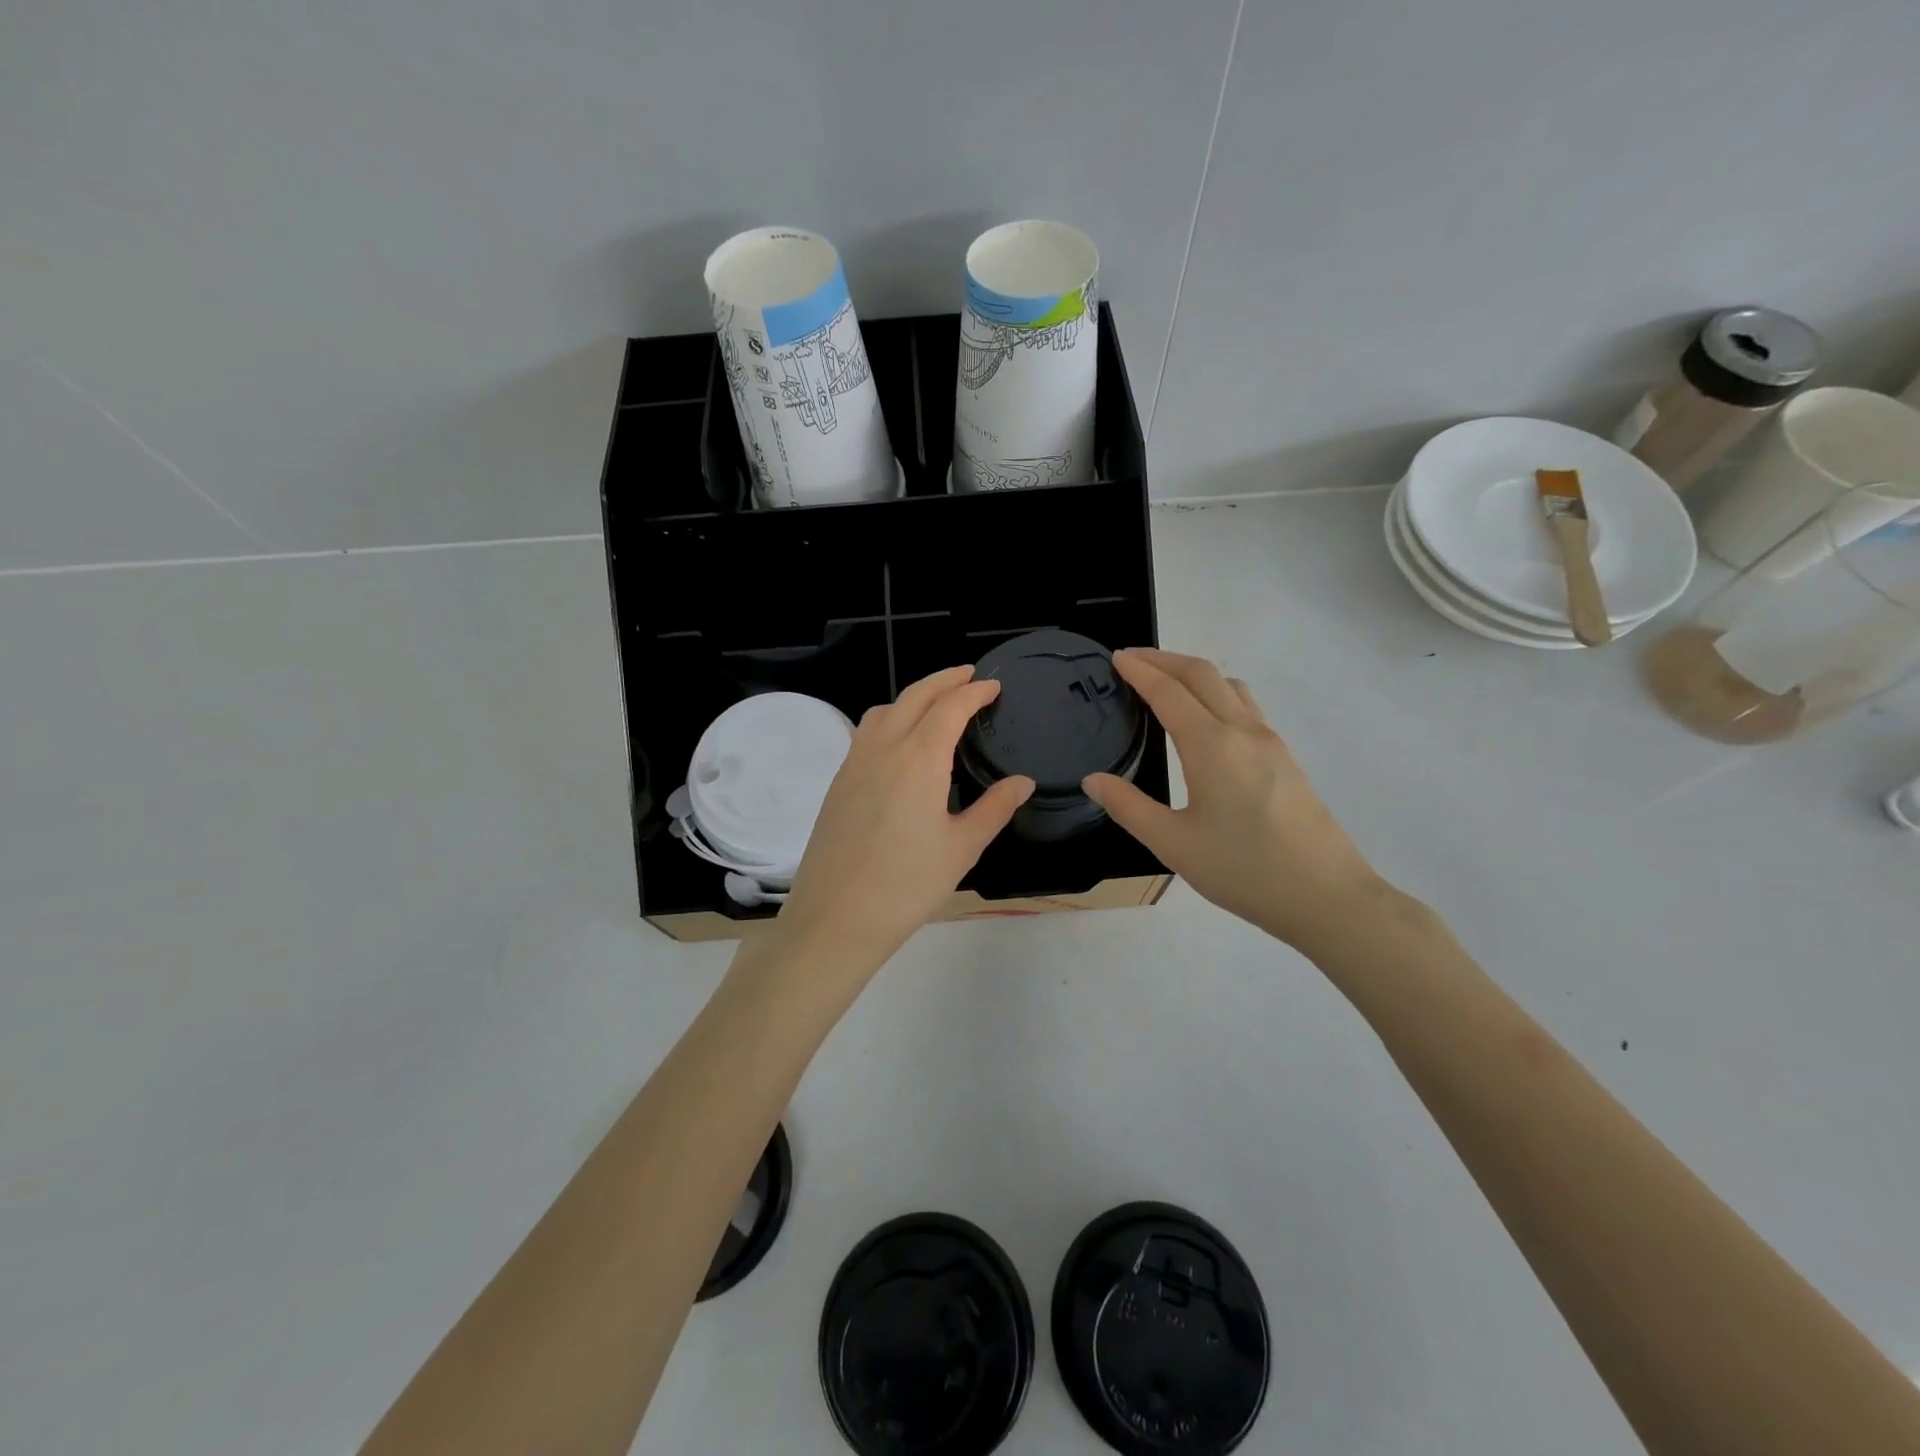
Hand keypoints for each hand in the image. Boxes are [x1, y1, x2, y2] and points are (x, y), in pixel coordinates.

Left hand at [777, 666, 1033, 975]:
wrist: (836, 918)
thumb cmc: (908, 885)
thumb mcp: (962, 848)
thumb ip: (995, 808)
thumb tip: (1022, 782)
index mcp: (918, 759)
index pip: (949, 708)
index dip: (974, 692)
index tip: (993, 685)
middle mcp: (883, 749)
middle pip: (914, 696)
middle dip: (943, 680)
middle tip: (968, 676)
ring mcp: (854, 763)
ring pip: (884, 710)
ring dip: (913, 696)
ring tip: (935, 705)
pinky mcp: (837, 783)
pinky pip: (866, 733)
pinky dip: (890, 719)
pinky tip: (901, 743)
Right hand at [1083, 648, 1390, 950]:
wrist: (1326, 897)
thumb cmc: (1244, 870)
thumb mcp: (1173, 844)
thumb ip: (1129, 807)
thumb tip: (1094, 780)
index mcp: (1211, 746)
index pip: (1168, 691)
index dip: (1140, 670)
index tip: (1116, 658)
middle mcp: (1243, 731)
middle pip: (1203, 673)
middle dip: (1165, 659)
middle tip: (1133, 660)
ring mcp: (1271, 742)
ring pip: (1230, 685)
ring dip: (1195, 673)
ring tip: (1167, 684)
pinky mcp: (1286, 758)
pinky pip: (1247, 706)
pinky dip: (1217, 693)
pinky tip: (1207, 721)